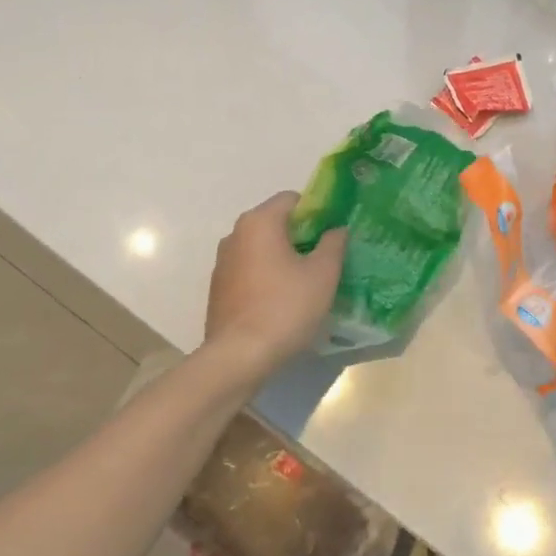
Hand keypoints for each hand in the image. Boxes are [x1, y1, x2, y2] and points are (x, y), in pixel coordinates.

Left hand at [204, 191, 345, 373]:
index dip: (317, 211)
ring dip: (284, 257)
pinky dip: (267, 276)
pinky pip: (250, 270)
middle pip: (275, 222)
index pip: (292, 198)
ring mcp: (223, 263)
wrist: (239, 356)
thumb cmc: (286, 307)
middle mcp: (235, 235)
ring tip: (307, 281)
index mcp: (259, 222)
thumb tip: (336, 229)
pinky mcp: (219, 289)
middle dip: (301, 235)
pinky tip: (283, 300)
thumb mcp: (323, 274)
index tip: (334, 233)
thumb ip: (333, 244)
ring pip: (262, 248)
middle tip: (326, 257)